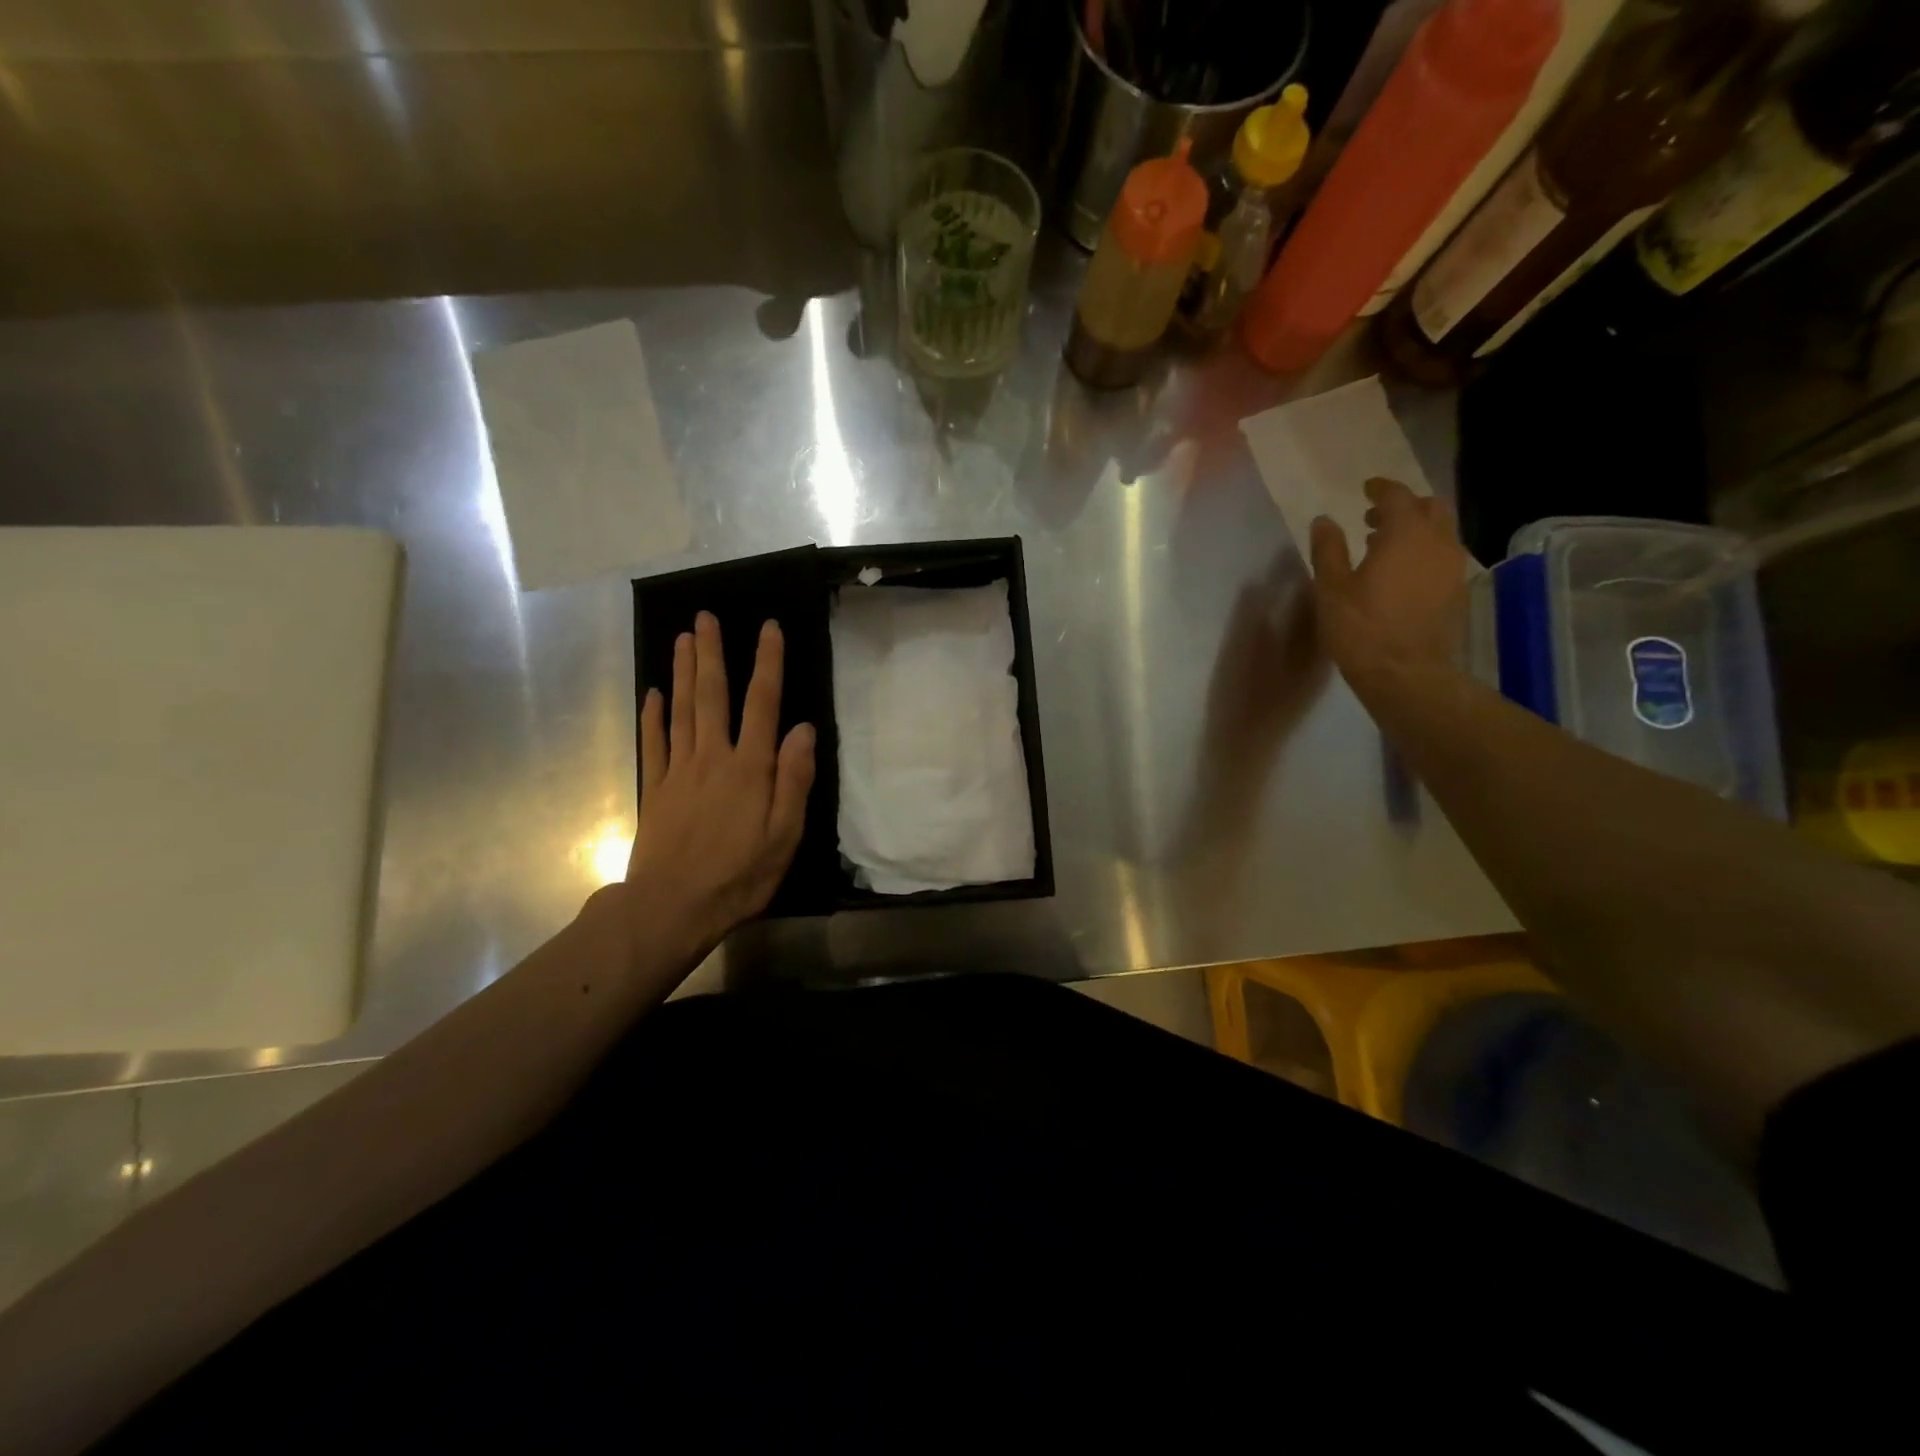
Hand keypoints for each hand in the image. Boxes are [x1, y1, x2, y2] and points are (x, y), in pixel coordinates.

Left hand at [624, 612, 815, 967]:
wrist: (672, 907)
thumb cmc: (739, 875)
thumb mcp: (784, 835)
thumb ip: (794, 779)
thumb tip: (803, 728)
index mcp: (749, 768)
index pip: (762, 704)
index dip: (768, 663)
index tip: (768, 627)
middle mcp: (712, 758)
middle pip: (712, 696)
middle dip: (712, 654)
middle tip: (705, 617)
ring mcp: (678, 771)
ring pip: (681, 710)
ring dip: (683, 672)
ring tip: (683, 638)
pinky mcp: (654, 789)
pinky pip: (653, 743)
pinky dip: (653, 715)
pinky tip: (653, 693)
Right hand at [1309, 477, 1468, 684]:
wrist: (1405, 673)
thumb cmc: (1361, 628)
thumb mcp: (1332, 588)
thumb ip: (1328, 550)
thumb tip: (1324, 521)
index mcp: (1405, 535)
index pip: (1397, 496)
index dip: (1380, 489)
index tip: (1366, 489)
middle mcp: (1437, 542)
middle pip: (1431, 507)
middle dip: (1404, 506)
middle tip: (1375, 518)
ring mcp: (1453, 567)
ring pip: (1441, 532)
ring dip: (1416, 529)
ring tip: (1385, 547)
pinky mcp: (1457, 590)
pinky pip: (1444, 556)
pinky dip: (1424, 552)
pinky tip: (1402, 573)